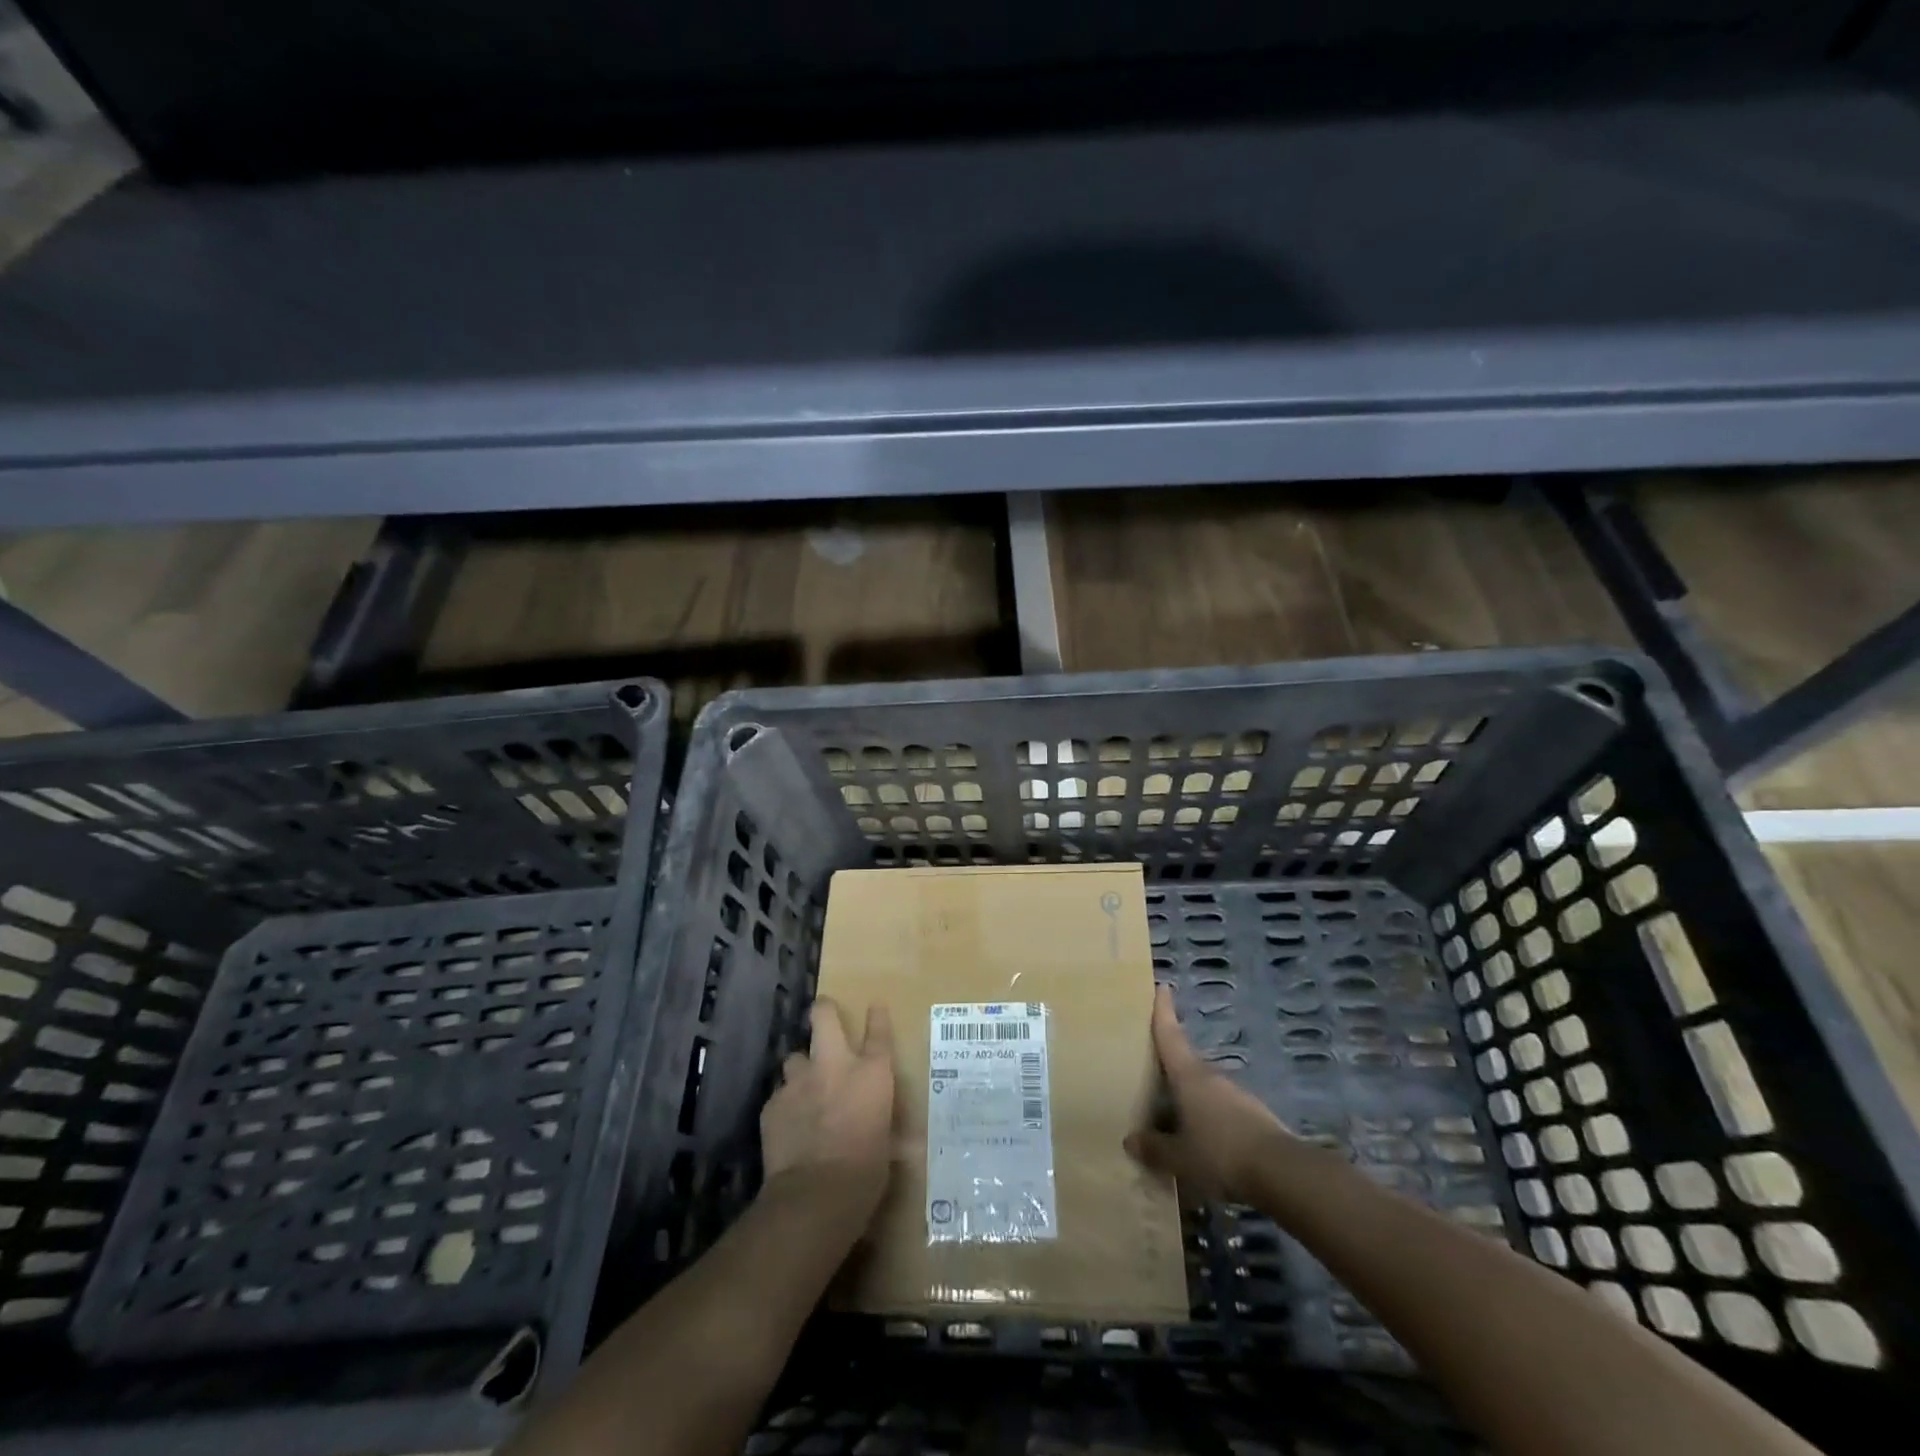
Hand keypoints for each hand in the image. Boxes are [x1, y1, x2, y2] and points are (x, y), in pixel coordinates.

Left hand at [760, 998, 895, 1205]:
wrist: (814, 1196)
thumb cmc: (865, 1173)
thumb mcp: (888, 1150)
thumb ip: (890, 1134)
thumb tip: (910, 1146)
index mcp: (872, 1074)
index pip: (878, 1033)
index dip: (877, 1017)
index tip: (874, 1007)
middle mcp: (835, 1066)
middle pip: (824, 1018)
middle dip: (823, 1012)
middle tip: (823, 1013)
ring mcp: (800, 1082)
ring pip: (795, 1057)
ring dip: (801, 1069)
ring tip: (803, 1087)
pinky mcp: (773, 1104)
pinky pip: (779, 1096)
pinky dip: (785, 1106)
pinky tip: (788, 1125)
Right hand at [1125, 983, 1292, 1202]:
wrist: (1281, 1172)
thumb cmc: (1220, 1153)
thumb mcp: (1180, 1157)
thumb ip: (1155, 1149)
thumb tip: (1130, 1140)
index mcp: (1189, 1076)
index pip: (1171, 1035)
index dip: (1163, 1011)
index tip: (1162, 986)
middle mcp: (1211, 1076)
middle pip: (1185, 1061)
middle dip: (1170, 1064)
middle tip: (1151, 1069)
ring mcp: (1235, 1094)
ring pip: (1204, 1087)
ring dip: (1189, 1095)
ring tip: (1173, 1114)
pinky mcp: (1253, 1115)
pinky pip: (1220, 1108)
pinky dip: (1207, 1116)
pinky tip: (1203, 1139)